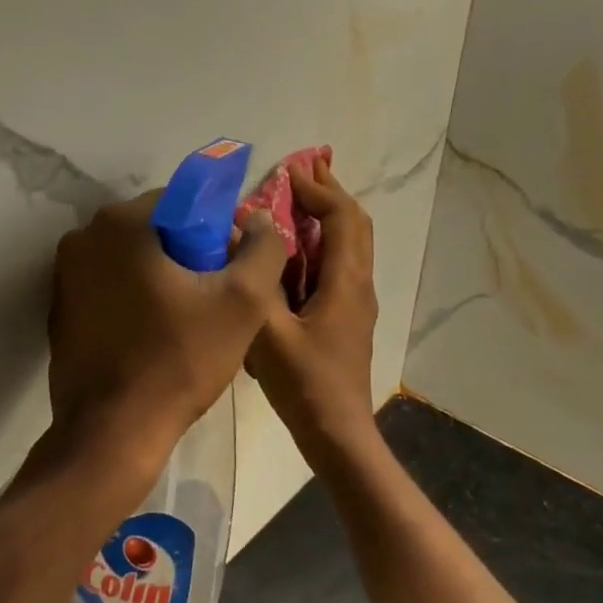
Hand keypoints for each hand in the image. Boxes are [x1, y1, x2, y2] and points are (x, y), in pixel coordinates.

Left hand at [49, 192, 288, 471]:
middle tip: (215, 299)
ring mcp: (64, 276)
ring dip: (162, 278)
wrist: (114, 431)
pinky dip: (135, 299)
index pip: (183, 202)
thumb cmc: (179, 360)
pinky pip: (110, 288)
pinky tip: (156, 335)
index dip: (216, 232)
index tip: (231, 271)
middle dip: (189, 255)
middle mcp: (82, 238)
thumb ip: (263, 249)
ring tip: (189, 321)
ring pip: (132, 261)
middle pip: (155, 230)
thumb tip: (260, 220)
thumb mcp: (243, 302)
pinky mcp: (60, 311)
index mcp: (120, 223)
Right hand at [246, 159, 378, 457]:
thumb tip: (243, 236)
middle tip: (303, 170)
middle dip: (330, 193)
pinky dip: (321, 243)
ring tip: (299, 199)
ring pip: (350, 245)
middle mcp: (358, 285)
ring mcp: (356, 302)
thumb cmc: (305, 384)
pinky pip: (339, 265)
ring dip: (328, 216)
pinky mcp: (346, 318)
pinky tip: (294, 251)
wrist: (337, 433)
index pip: (341, 218)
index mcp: (346, 282)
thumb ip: (255, 283)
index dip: (317, 190)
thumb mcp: (268, 334)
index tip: (287, 173)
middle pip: (355, 224)